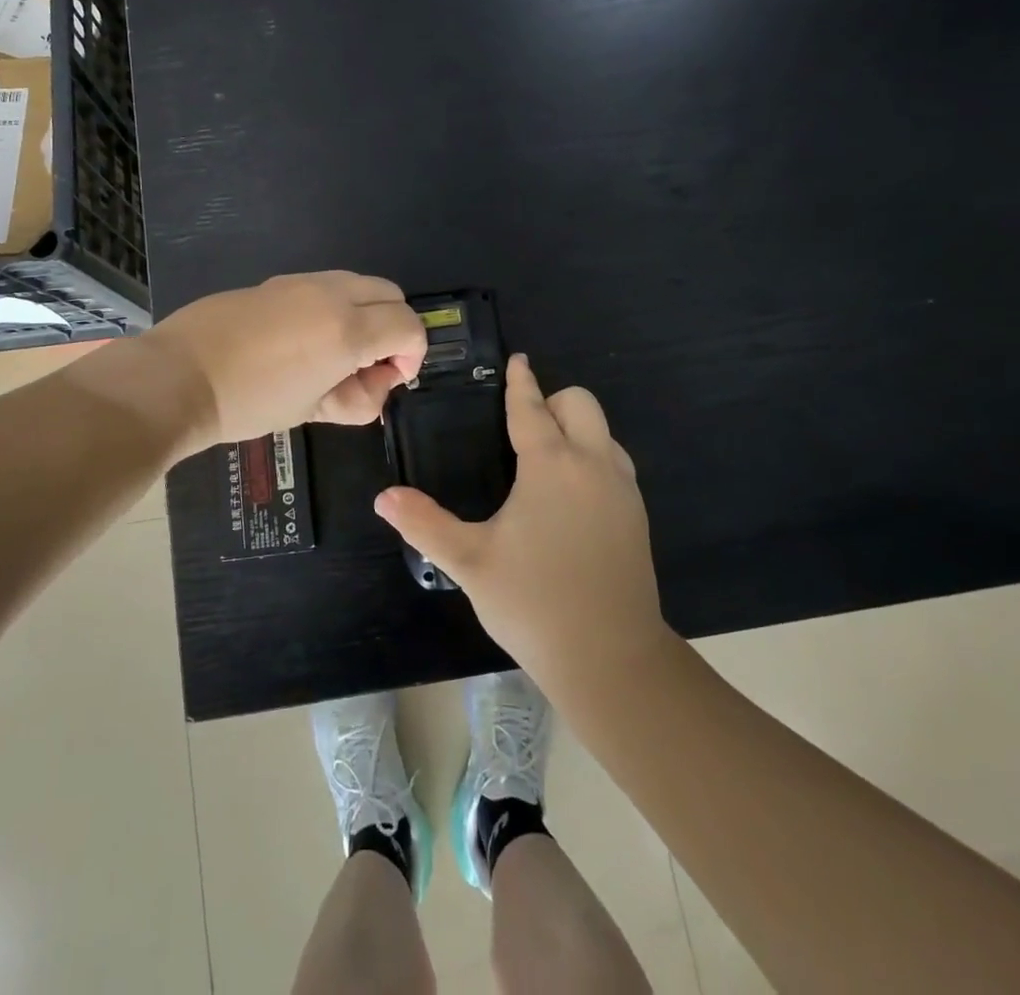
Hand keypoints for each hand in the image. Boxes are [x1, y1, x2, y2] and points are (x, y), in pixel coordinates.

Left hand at [145, 272, 427, 456]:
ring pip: (358, 283)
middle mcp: (331, 294)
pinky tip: (302, 340)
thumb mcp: (312, 410)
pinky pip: (324, 285)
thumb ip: (357, 398)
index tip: (391, 379)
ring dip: (364, 313)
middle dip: (394, 327)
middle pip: (390, 294)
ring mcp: (301, 282)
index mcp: (347, 330)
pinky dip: (333, 306)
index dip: (413, 354)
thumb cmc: (249, 403)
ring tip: (335, 353)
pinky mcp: (275, 281)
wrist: (178, 377)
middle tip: (369, 365)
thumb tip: (376, 385)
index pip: (409, 326)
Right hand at [375, 355, 670, 692]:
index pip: (533, 408)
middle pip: (581, 403)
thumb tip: (383, 497)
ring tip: (543, 458)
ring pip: (604, 432)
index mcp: (552, 465)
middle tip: (523, 424)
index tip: (517, 361)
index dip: (521, 382)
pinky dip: (593, 458)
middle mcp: (592, 465)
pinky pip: (615, 463)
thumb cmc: (533, 602)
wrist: (611, 658)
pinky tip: (570, 496)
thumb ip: (424, 524)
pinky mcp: (637, 517)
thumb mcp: (470, 562)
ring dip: (577, 429)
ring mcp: (622, 490)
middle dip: (553, 400)